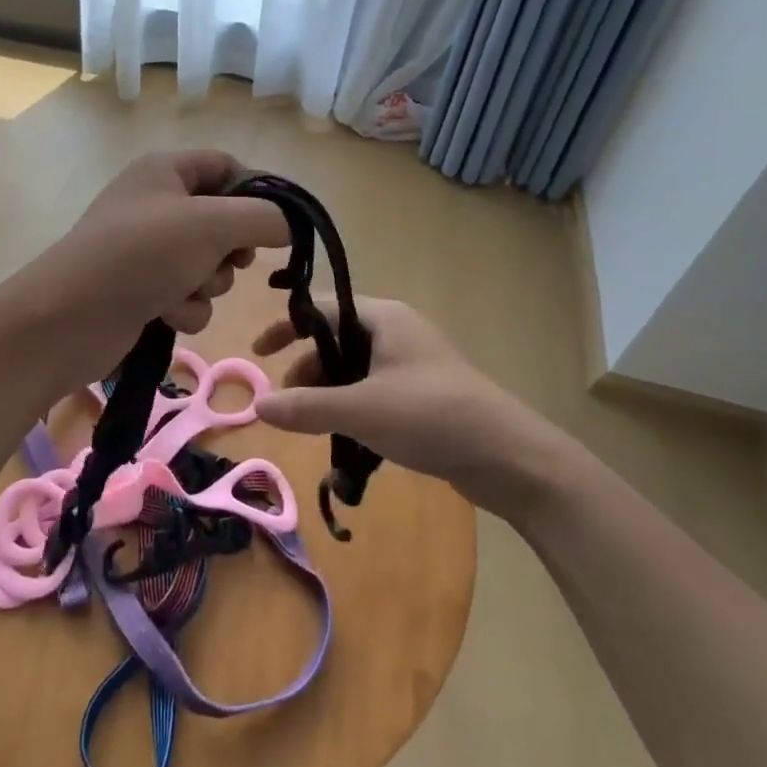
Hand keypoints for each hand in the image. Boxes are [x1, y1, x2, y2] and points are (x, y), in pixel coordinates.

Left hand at [24, 151, 290, 382]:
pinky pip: (188, 295)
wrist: (70, 318)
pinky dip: (185, 307)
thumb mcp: (212, 225)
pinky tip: (165, 314)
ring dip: (207, 284)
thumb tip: (286, 225)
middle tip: (227, 259)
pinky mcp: (142, 290)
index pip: (226, 165)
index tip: (278, 223)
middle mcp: (156, 204)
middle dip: (230, 249)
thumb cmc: (141, 255)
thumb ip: (262, 218)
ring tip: (183, 291)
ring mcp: (147, 250)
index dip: (256, 191)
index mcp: (165, 171)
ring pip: (208, 264)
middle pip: (222, 220)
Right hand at [251, 297, 574, 515]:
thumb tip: (257, 405)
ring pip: (355, 369)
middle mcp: (397, 332)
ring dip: (329, 393)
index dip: (286, 327)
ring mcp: (413, 364)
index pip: (321, 309)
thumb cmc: (431, 415)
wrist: (509, 457)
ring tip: (313, 426)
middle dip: (307, 369)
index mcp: (383, 317)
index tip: (258, 354)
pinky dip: (354, 408)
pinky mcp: (424, 395)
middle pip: (336, 339)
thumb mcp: (361, 410)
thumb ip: (305, 407)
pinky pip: (375, 392)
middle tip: (287, 401)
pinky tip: (346, 440)